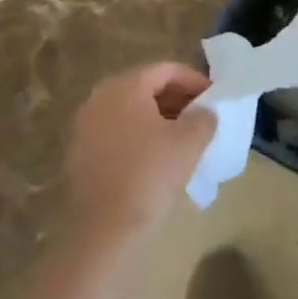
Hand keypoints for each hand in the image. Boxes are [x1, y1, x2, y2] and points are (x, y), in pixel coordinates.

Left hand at [66, 62, 214, 239]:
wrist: (103, 228)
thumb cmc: (149, 175)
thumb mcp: (189, 142)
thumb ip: (204, 118)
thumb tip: (206, 111)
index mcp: (125, 86)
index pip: (166, 70)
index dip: (195, 80)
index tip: (215, 98)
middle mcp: (100, 96)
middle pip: (146, 86)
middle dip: (177, 99)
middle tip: (202, 117)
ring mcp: (86, 124)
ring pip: (131, 110)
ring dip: (160, 118)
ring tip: (184, 138)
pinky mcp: (81, 151)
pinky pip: (118, 131)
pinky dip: (140, 135)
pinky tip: (158, 157)